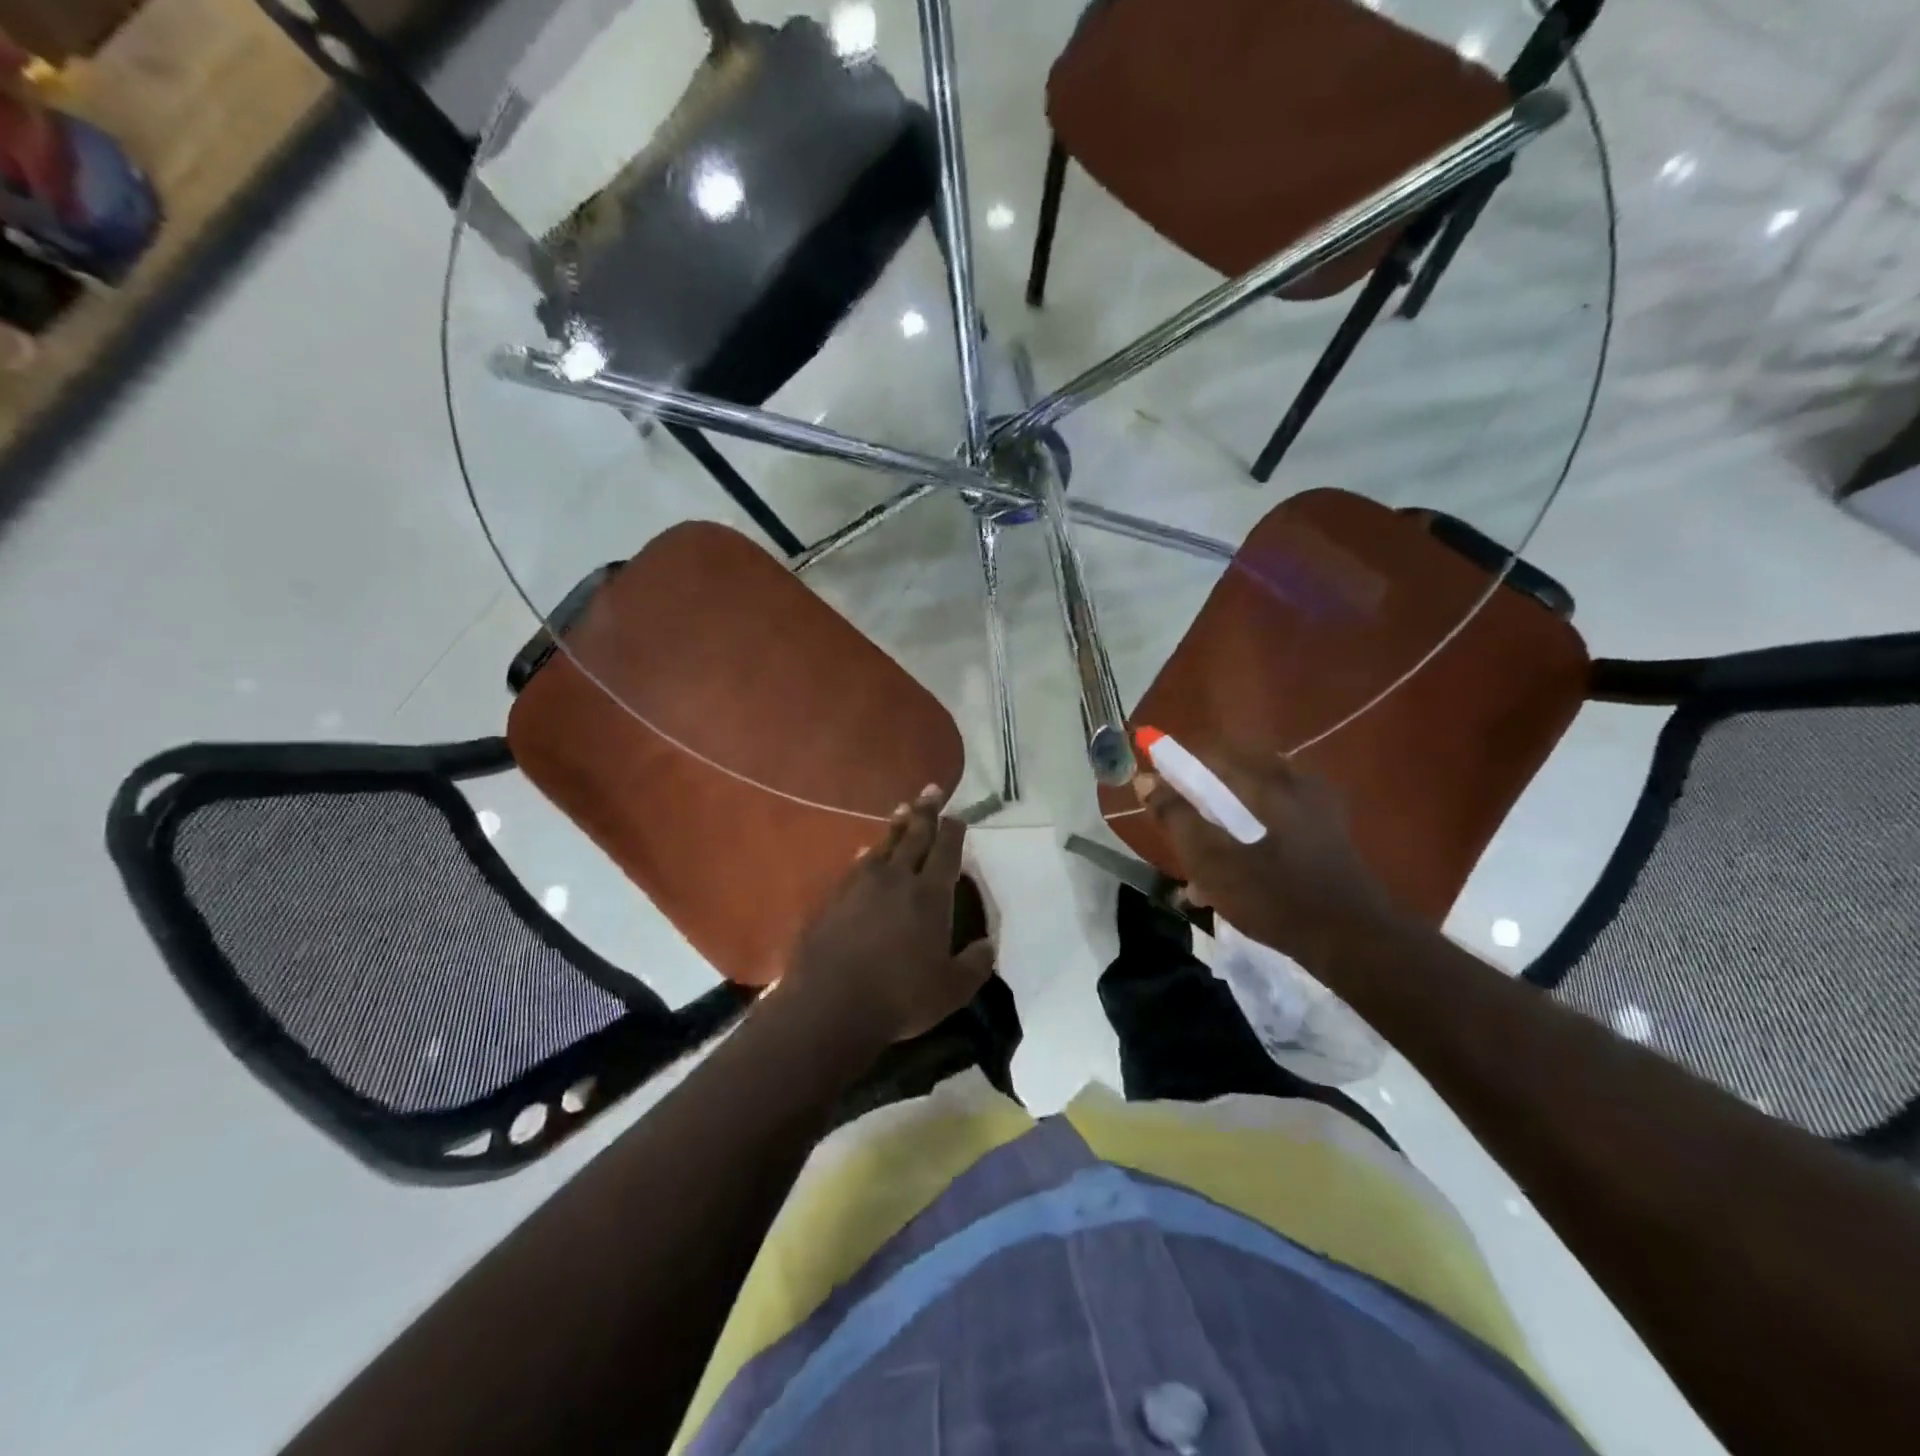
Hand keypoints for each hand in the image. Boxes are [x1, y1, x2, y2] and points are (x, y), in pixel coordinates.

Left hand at [786, 787, 995, 1042]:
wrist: (830, 1005)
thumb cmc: (900, 998)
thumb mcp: (952, 989)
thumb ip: (975, 964)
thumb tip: (988, 945)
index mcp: (930, 896)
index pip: (946, 852)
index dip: (953, 831)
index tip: (957, 815)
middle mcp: (896, 880)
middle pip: (914, 837)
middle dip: (926, 812)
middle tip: (931, 790)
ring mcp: (860, 885)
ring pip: (884, 845)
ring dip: (896, 826)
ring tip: (903, 809)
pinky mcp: (833, 898)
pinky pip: (855, 866)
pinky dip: (865, 854)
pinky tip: (864, 852)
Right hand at [1135, 746, 1400, 976]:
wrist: (1354, 943)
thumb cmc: (1276, 898)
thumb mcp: (1212, 861)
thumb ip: (1176, 817)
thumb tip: (1146, 781)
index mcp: (1269, 781)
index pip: (1210, 756)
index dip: (1176, 770)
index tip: (1154, 795)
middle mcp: (1297, 782)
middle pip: (1231, 778)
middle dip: (1200, 803)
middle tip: (1181, 835)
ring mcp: (1318, 808)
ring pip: (1252, 804)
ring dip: (1222, 826)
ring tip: (1203, 868)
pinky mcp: (1328, 833)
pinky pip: (1274, 822)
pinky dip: (1248, 838)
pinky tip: (1235, 876)